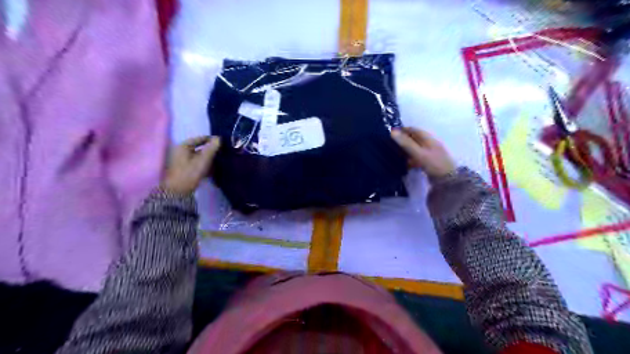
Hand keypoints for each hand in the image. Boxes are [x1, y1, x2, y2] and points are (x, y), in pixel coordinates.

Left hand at [161, 136, 218, 195]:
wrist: (178, 192)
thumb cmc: (190, 173)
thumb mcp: (203, 160)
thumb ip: (211, 149)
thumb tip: (219, 138)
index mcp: (183, 146)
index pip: (200, 139)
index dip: (211, 140)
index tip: (223, 143)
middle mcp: (182, 151)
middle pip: (200, 148)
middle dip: (211, 151)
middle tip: (223, 153)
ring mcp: (183, 161)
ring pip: (200, 156)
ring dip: (210, 159)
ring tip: (220, 162)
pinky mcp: (185, 169)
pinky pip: (198, 164)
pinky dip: (205, 165)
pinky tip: (214, 170)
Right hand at [393, 127, 455, 179]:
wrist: (448, 180)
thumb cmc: (434, 164)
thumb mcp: (419, 153)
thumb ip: (406, 143)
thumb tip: (392, 132)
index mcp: (428, 138)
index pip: (413, 129)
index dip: (402, 130)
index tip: (390, 134)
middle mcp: (430, 143)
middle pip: (414, 138)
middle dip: (403, 140)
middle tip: (391, 145)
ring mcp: (431, 152)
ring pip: (416, 148)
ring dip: (407, 150)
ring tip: (396, 155)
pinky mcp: (430, 161)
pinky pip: (418, 157)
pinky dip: (411, 159)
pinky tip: (405, 164)